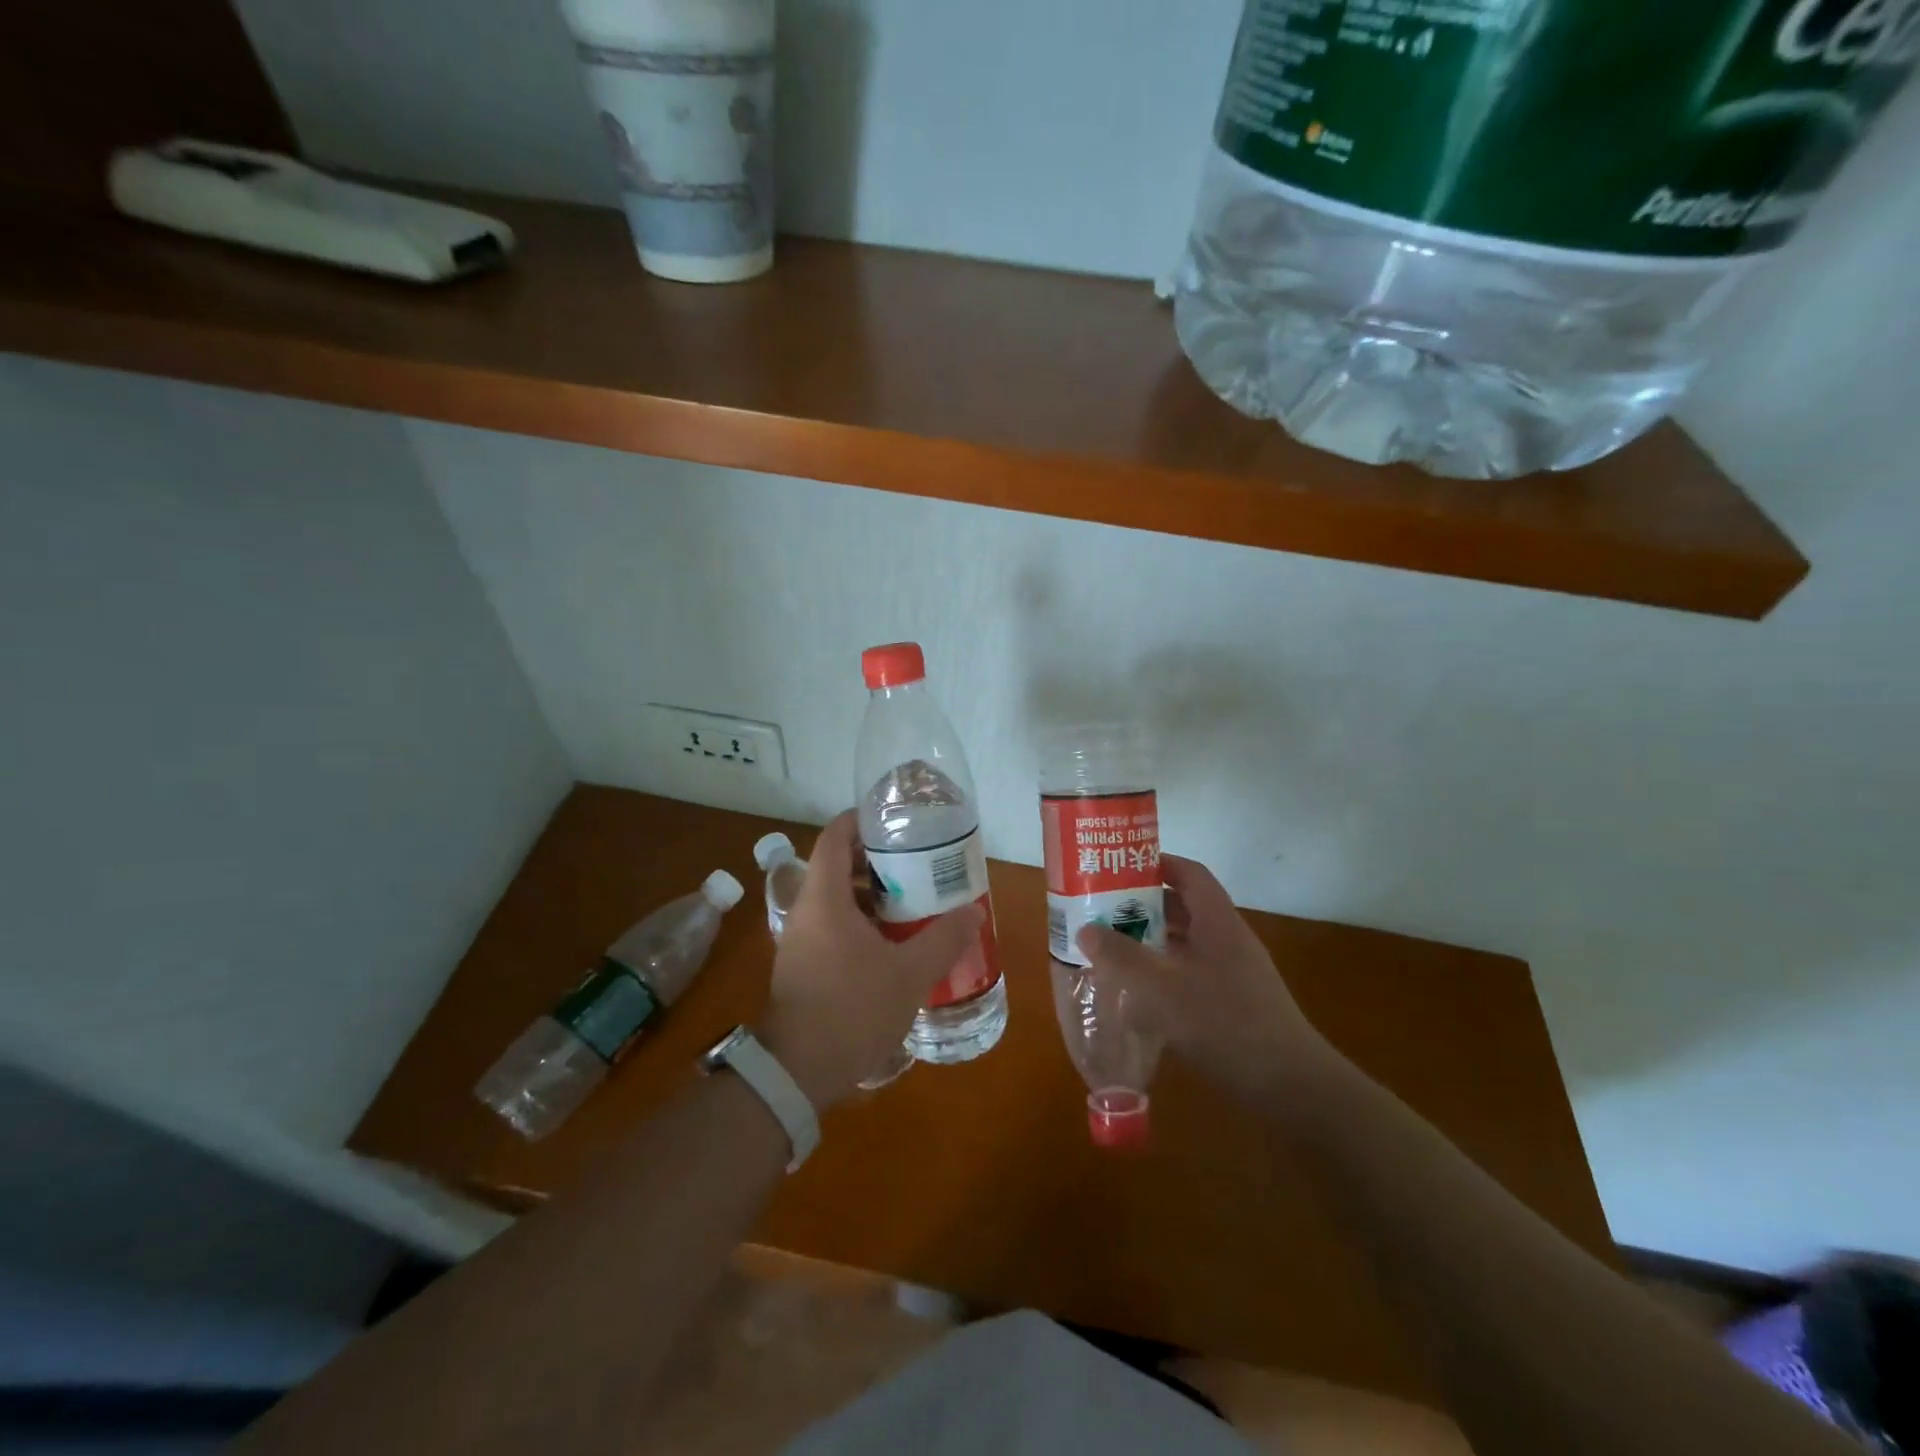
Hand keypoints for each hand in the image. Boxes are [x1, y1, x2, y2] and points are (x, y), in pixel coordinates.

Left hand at [757, 811, 982, 1110]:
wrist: (797, 1072)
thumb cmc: (851, 1009)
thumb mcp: (909, 974)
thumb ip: (943, 939)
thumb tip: (974, 912)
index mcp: (824, 898)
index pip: (835, 835)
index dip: (861, 819)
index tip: (894, 820)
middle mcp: (806, 910)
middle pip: (836, 864)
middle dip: (875, 859)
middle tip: (915, 861)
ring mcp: (800, 939)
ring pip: (835, 897)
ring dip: (869, 893)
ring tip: (910, 899)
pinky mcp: (802, 964)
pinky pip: (831, 924)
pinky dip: (859, 920)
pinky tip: (891, 941)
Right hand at [1076, 854, 1343, 1110]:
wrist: (1289, 1085)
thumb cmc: (1224, 1023)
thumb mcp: (1161, 989)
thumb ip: (1121, 957)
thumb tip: (1086, 930)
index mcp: (1217, 920)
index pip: (1188, 873)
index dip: (1155, 864)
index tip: (1118, 869)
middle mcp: (1228, 937)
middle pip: (1184, 906)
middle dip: (1144, 905)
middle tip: (1104, 911)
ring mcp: (1235, 970)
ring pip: (1188, 941)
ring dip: (1153, 940)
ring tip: (1113, 947)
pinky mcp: (1236, 1000)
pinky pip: (1193, 970)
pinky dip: (1166, 970)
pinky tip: (1141, 992)